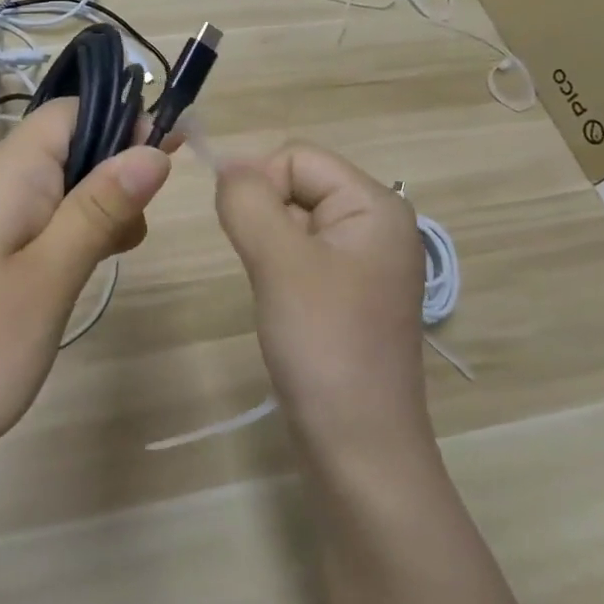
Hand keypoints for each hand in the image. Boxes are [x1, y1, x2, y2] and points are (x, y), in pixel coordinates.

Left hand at [0, 99, 172, 467]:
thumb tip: (153, 149)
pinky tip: (81, 272)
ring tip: (113, 257)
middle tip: (135, 231)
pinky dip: (70, 234)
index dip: (120, 121)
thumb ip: (100, 208)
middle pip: (64, 147)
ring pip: (55, 187)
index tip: (166, 159)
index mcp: (2, 176)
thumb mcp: (51, 276)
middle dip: (113, 173)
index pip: (67, 112)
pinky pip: (36, 222)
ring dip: (96, 208)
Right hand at [214, 144, 429, 451]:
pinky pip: (302, 257)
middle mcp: (376, 225)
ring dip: (268, 246)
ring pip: (293, 223)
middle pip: (297, 185)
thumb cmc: (323, 344)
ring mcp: (365, 263)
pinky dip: (278, 270)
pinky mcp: (349, 296)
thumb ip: (248, 201)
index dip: (260, 184)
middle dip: (264, 217)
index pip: (297, 157)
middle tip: (264, 271)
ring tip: (274, 292)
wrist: (358, 447)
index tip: (248, 237)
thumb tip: (228, 163)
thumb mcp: (279, 261)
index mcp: (375, 205)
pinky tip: (282, 306)